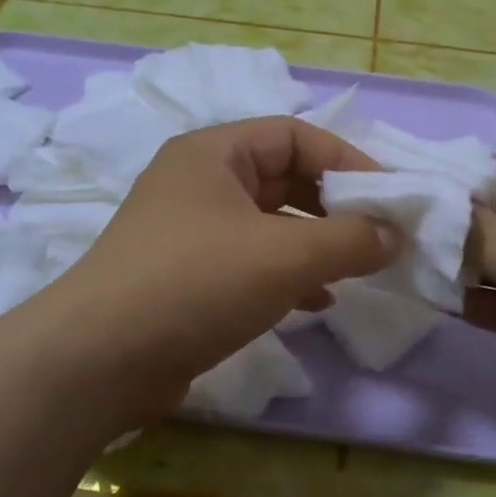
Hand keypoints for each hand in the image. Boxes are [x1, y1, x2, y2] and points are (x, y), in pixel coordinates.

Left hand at [47, 119, 400, 423]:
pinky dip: (287, 275)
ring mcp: (188, 231)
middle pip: (282, 177)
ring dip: (314, 243)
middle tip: (377, 234)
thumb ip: (350, 239)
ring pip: (268, 223)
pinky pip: (250, 261)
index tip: (389, 197)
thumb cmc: (195, 284)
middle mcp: (198, 182)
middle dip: (333, 205)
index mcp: (213, 153)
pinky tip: (317, 302)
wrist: (97, 362)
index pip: (294, 135)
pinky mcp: (185, 276)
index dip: (347, 159)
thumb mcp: (284, 256)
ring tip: (356, 268)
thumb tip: (397, 233)